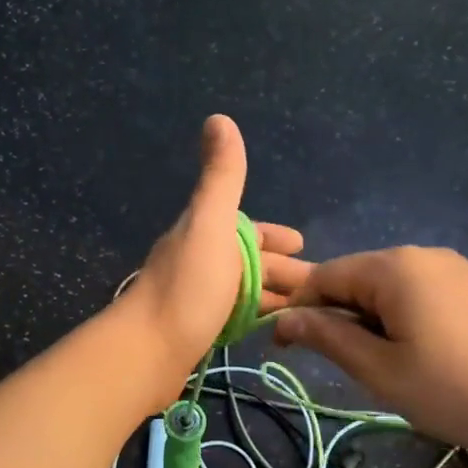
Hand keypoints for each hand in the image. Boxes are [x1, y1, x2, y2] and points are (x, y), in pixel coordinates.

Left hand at [125, 115, 310, 389]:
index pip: (248, 228)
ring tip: (306, 313)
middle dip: (284, 269)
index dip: (275, 236)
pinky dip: (255, 317)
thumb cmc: (188, 286)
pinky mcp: (195, 331)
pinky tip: (269, 331)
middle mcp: (199, 260)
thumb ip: (221, 176)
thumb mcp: (211, 223)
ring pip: (243, 290)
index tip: (303, 244)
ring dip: (273, 295)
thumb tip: (218, 117)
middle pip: (249, 262)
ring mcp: (196, 297)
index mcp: (205, 232)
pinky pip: (234, 316)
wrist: (147, 351)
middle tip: (320, 289)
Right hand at [273, 247, 467, 459]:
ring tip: (384, 366)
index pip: (324, 276)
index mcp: (392, 268)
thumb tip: (286, 320)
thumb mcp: (384, 371)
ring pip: (392, 288)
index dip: (298, 309)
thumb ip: (330, 338)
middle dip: (338, 316)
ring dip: (373, 321)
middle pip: (358, 278)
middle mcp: (422, 255)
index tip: (284, 347)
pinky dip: (406, 319)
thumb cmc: (462, 387)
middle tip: (341, 365)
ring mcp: (458, 268)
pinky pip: (425, 294)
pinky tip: (426, 354)